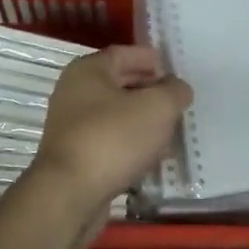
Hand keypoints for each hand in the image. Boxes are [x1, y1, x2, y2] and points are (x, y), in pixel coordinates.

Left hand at [21, 45, 191, 217]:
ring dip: (144, 121)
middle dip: (150, 91)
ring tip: (172, 130)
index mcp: (88, 71)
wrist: (70, 195)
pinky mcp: (77, 156)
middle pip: (120, 84)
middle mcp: (75, 93)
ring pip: (117, 115)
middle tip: (177, 101)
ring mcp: (73, 127)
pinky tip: (154, 157)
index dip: (150, 59)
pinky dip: (132, 144)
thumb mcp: (157, 107)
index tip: (174, 70)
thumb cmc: (113, 138)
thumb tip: (178, 89)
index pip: (123, 54)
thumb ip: (174, 91)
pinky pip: (111, 141)